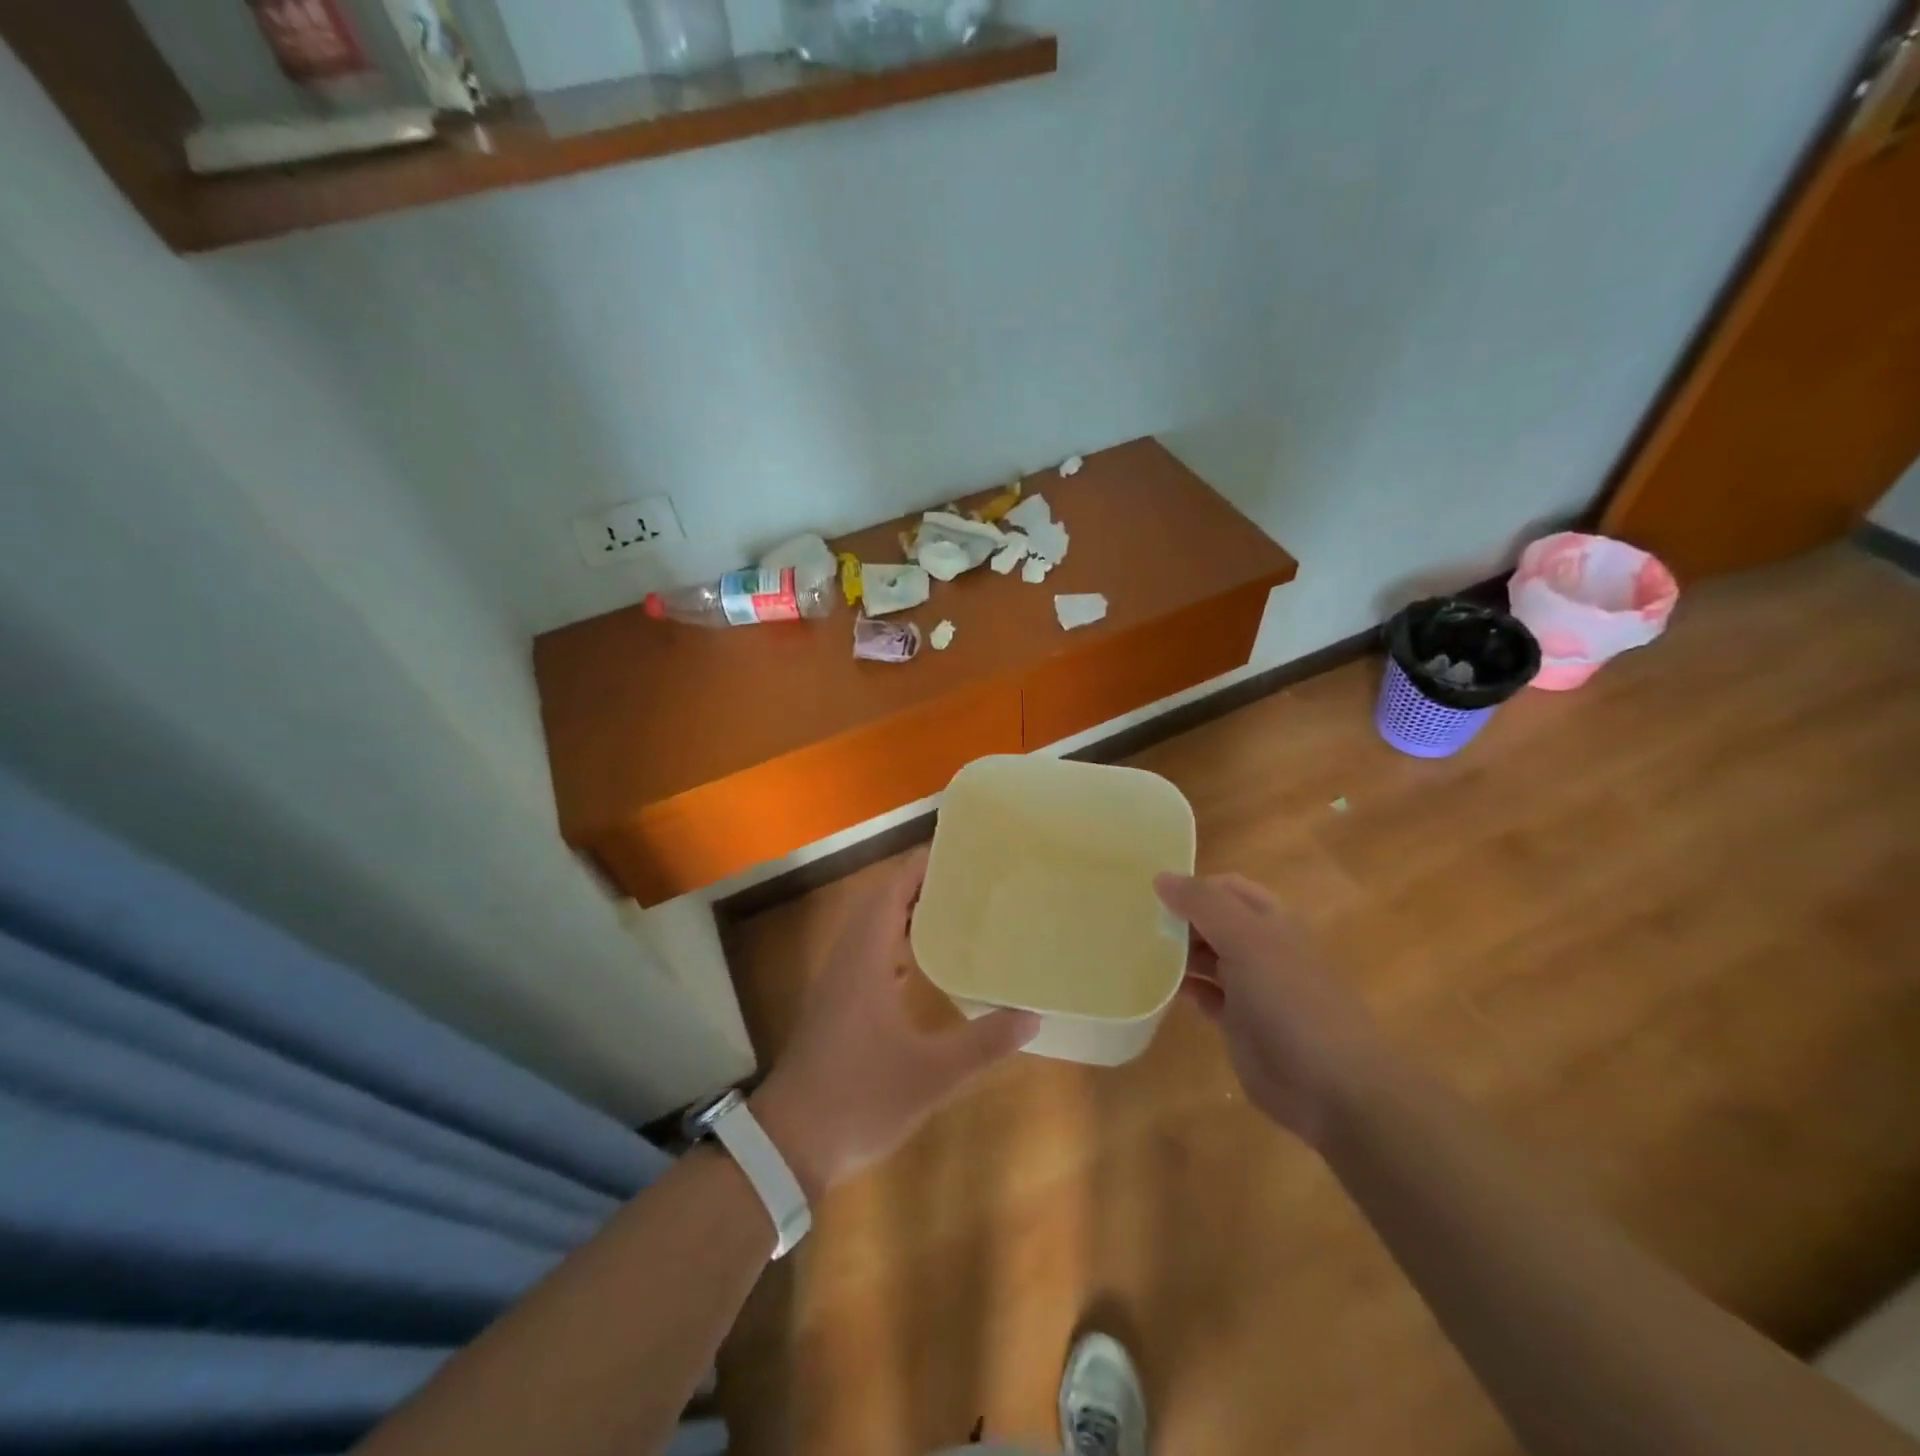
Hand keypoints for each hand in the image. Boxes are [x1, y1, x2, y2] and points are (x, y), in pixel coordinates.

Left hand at [752, 850, 1038, 1198]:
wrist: (789, 1144)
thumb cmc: (859, 1098)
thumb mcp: (931, 1075)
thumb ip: (984, 1044)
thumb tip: (1033, 1016)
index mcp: (866, 959)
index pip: (891, 892)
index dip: (920, 866)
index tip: (958, 851)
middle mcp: (848, 959)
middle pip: (880, 902)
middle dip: (919, 883)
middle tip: (967, 877)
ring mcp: (837, 983)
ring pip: (871, 927)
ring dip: (905, 910)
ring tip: (953, 908)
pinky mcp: (835, 1005)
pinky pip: (868, 952)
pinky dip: (895, 940)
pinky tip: (923, 961)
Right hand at [1153, 872, 1386, 1146]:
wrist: (1332, 1087)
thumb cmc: (1291, 1000)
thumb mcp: (1247, 940)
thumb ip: (1203, 904)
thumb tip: (1160, 876)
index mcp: (1271, 919)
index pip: (1224, 887)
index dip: (1190, 885)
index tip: (1147, 892)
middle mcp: (1261, 947)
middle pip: (1212, 921)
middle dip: (1177, 918)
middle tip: (1132, 922)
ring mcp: (1251, 986)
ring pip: (1205, 957)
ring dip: (1175, 953)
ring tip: (1134, 950)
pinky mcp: (1238, 1022)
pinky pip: (1204, 995)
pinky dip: (1182, 988)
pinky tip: (1154, 987)